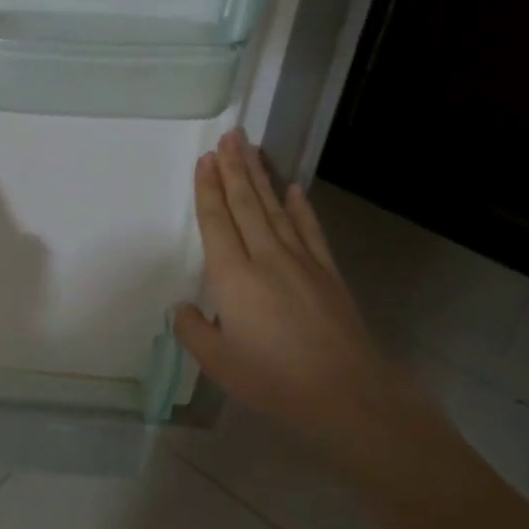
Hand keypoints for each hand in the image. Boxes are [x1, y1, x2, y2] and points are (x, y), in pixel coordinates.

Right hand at [173, 130, 401, 435]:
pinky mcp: (327, 272)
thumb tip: (183, 308)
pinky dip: (300, 206)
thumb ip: (193, 331)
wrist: (346, 392)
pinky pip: (310, 229)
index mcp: (234, 277)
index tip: (204, 160)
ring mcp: (301, 261)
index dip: (208, 189)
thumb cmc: (274, 379)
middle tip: (228, 136)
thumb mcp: (218, 363)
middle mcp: (266, 258)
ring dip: (261, 176)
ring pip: (276, 208)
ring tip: (250, 148)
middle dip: (233, 168)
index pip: (217, 222)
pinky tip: (294, 188)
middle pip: (246, 204)